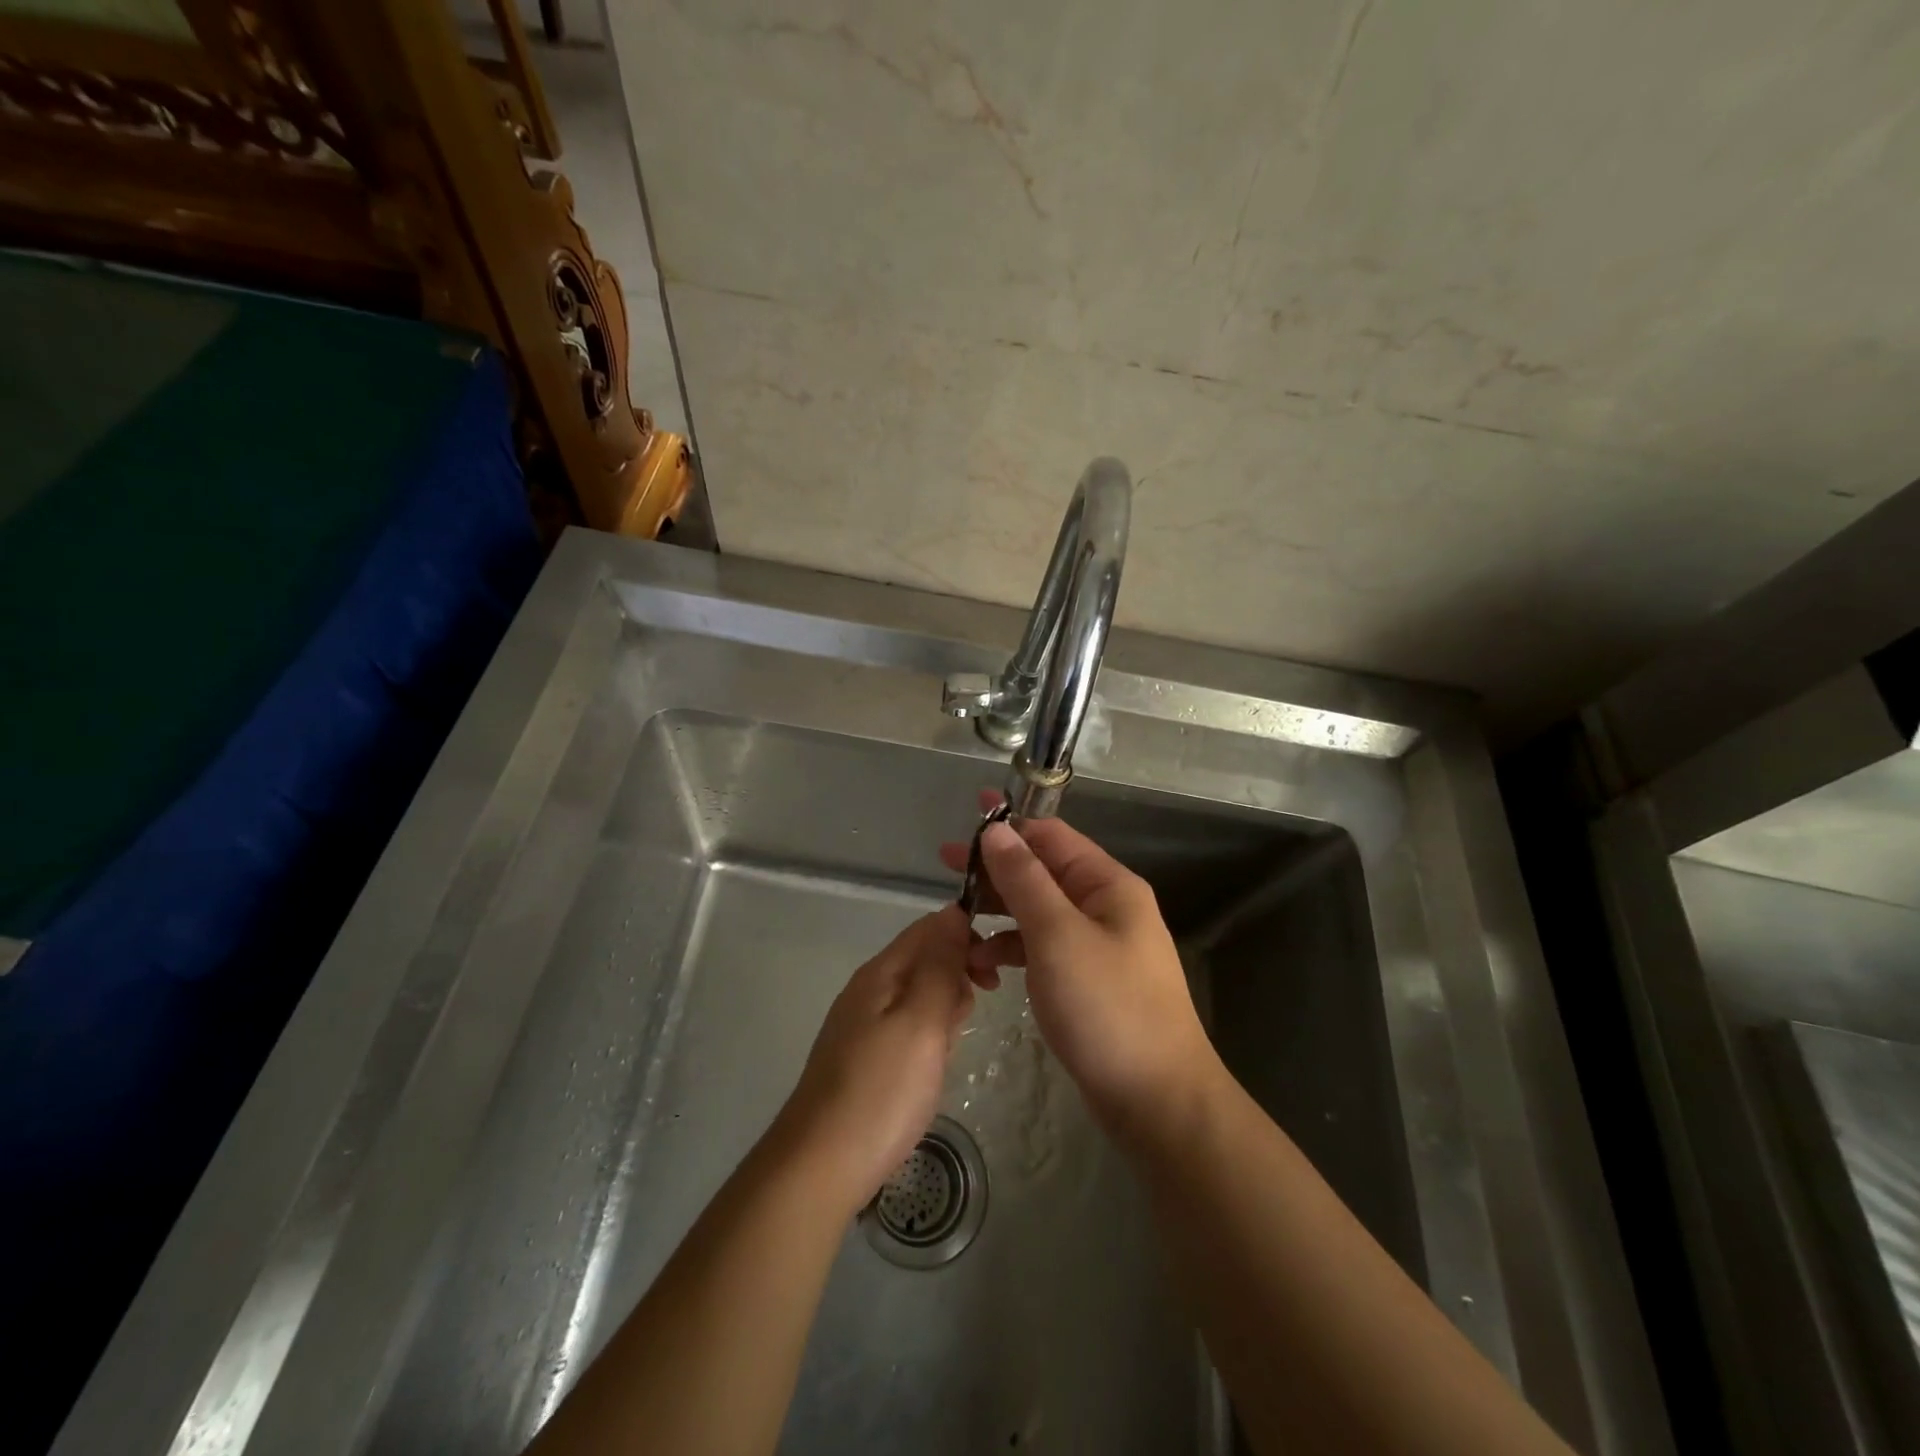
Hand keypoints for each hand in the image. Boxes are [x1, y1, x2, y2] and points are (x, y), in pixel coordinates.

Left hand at [772, 905, 976, 1215]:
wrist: (820, 1167)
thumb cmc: (882, 1090)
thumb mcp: (922, 1021)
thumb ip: (940, 966)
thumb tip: (954, 911)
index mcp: (881, 972)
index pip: (929, 928)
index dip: (966, 937)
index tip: (992, 973)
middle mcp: (868, 989)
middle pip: (925, 959)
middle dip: (957, 978)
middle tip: (965, 1020)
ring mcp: (863, 1025)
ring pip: (919, 996)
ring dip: (944, 1012)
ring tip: (946, 1050)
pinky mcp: (864, 1057)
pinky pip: (908, 1028)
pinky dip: (928, 1039)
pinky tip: (930, 1068)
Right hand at [940, 797, 1217, 1136]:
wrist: (1157, 1101)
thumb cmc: (1107, 1008)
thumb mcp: (1058, 936)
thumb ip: (1024, 880)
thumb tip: (996, 830)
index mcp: (1108, 885)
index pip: (1052, 836)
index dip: (1010, 824)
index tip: (967, 816)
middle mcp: (1105, 907)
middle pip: (1042, 872)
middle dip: (995, 869)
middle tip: (945, 865)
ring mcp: (1097, 945)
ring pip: (1038, 912)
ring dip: (998, 913)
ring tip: (956, 922)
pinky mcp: (1086, 980)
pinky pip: (1042, 949)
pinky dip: (1012, 950)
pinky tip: (984, 965)